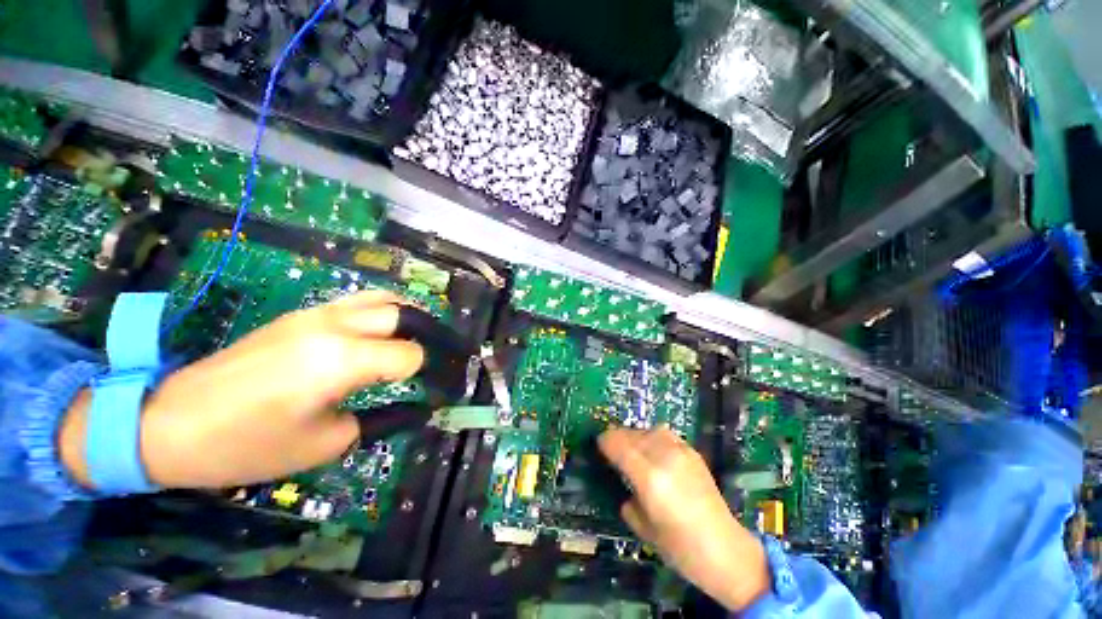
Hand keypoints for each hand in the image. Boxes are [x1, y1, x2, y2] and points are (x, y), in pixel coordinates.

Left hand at [60, 291, 424, 489]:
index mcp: (340, 360)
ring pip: (382, 298)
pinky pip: (357, 301)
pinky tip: (382, 332)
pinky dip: (382, 311)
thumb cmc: (246, 445)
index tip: (435, 390)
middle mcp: (334, 325)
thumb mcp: (324, 445)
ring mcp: (315, 313)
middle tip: (439, 357)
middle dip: (428, 335)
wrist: (168, 423)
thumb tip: (412, 409)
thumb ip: (379, 419)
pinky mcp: (300, 314)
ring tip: (419, 338)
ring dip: (408, 316)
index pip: (408, 355)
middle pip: (403, 315)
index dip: (427, 373)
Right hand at [599, 427, 769, 611]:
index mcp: (649, 478)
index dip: (604, 442)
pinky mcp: (692, 452)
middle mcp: (664, 457)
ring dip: (634, 436)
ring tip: (632, 449)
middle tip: (612, 450)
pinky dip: (652, 438)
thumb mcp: (643, 528)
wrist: (726, 550)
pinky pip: (664, 434)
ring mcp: (680, 452)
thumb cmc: (680, 548)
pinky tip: (653, 451)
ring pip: (647, 430)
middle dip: (617, 439)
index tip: (598, 446)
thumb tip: (624, 485)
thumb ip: (627, 500)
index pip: (617, 444)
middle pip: (630, 434)